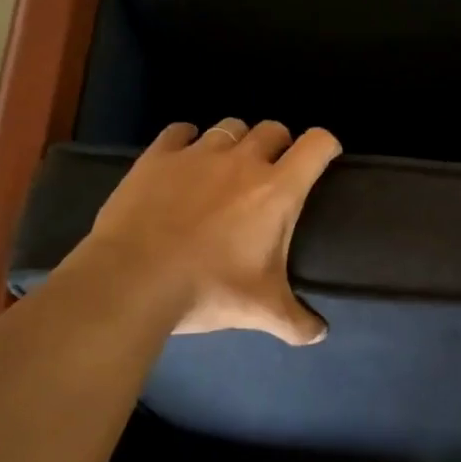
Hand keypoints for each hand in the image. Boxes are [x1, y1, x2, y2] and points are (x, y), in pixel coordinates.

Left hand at [72, 118, 341, 343]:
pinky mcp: (157, 157)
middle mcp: (242, 161)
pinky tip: (184, 161)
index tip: (326, 157)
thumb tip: (319, 334)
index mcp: (277, 191)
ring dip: (237, 142)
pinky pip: (180, 131)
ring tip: (228, 168)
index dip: (327, 145)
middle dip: (280, 145)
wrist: (133, 281)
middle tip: (274, 172)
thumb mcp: (262, 311)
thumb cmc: (209, 289)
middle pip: (273, 129)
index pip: (317, 144)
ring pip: (229, 127)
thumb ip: (297, 322)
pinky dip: (189, 141)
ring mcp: (197, 154)